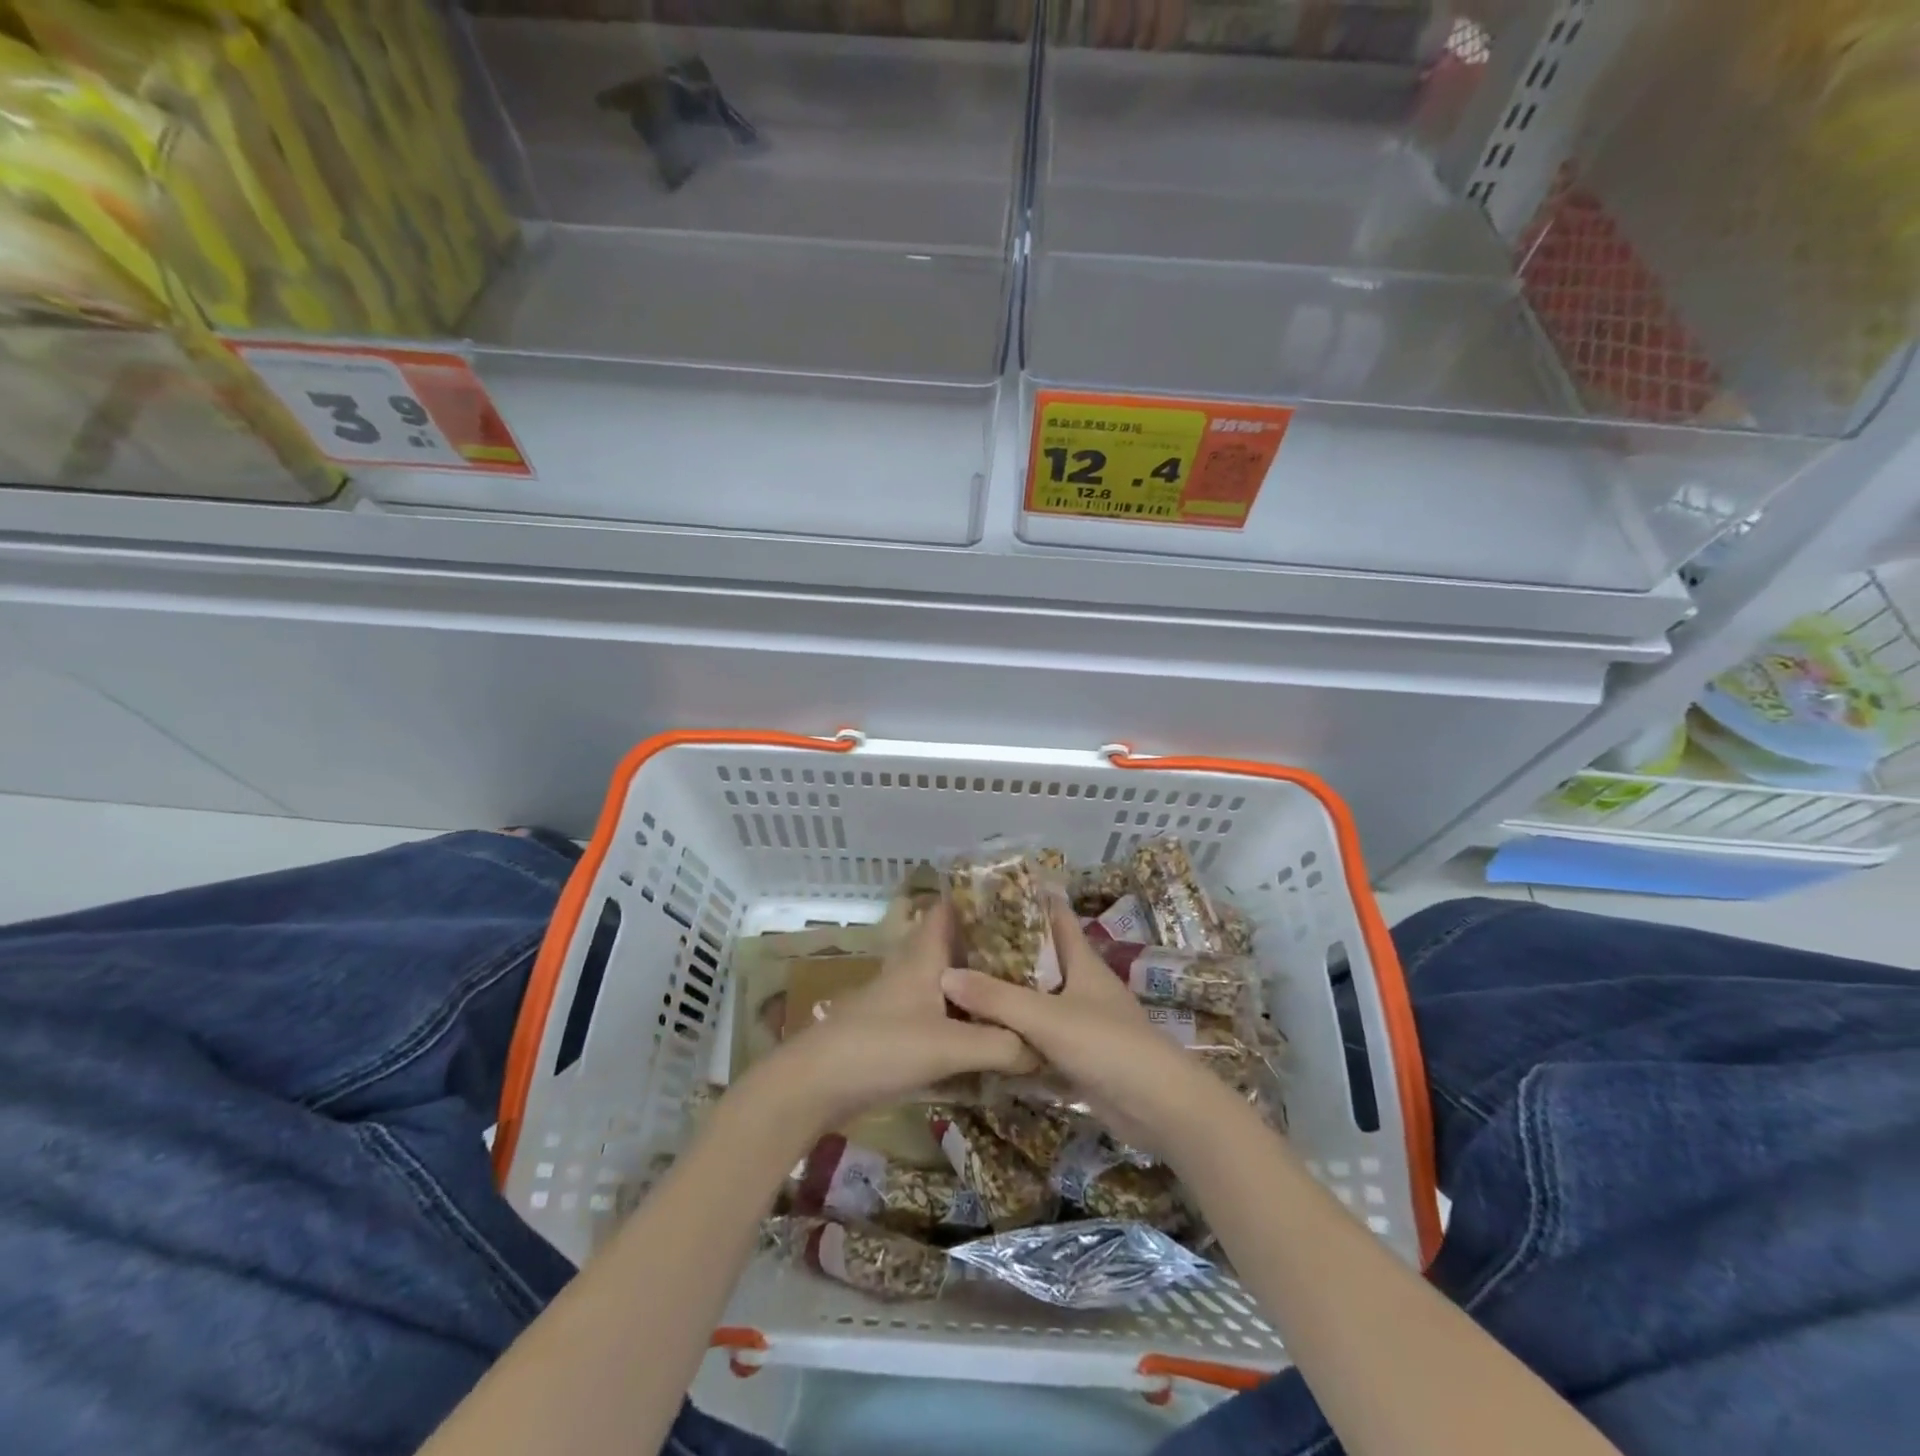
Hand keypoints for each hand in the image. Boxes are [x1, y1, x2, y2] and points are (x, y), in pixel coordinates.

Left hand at [755, 901, 1039, 1132]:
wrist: (816, 1086)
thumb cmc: (881, 1047)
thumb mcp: (947, 1046)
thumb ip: (1000, 1046)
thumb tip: (1045, 1049)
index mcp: (923, 954)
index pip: (950, 909)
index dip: (981, 901)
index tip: (1021, 905)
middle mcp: (914, 969)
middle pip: (957, 948)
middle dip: (992, 950)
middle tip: (1038, 958)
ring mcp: (904, 1001)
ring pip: (951, 983)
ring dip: (980, 988)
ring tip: (1024, 995)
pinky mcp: (898, 1031)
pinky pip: (942, 1015)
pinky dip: (966, 1019)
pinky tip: (991, 1037)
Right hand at [939, 900, 1234, 1155]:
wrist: (1159, 1108)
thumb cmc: (1108, 1045)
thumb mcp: (1047, 1017)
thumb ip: (996, 998)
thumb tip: (944, 976)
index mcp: (1082, 961)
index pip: (1055, 917)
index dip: (1027, 901)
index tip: (987, 893)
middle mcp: (1082, 985)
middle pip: (1040, 959)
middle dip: (1004, 950)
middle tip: (958, 945)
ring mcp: (1082, 1022)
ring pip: (1037, 1000)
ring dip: (1006, 995)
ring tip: (960, 986)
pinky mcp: (1079, 1057)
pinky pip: (1039, 1038)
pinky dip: (1015, 1034)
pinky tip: (983, 1036)